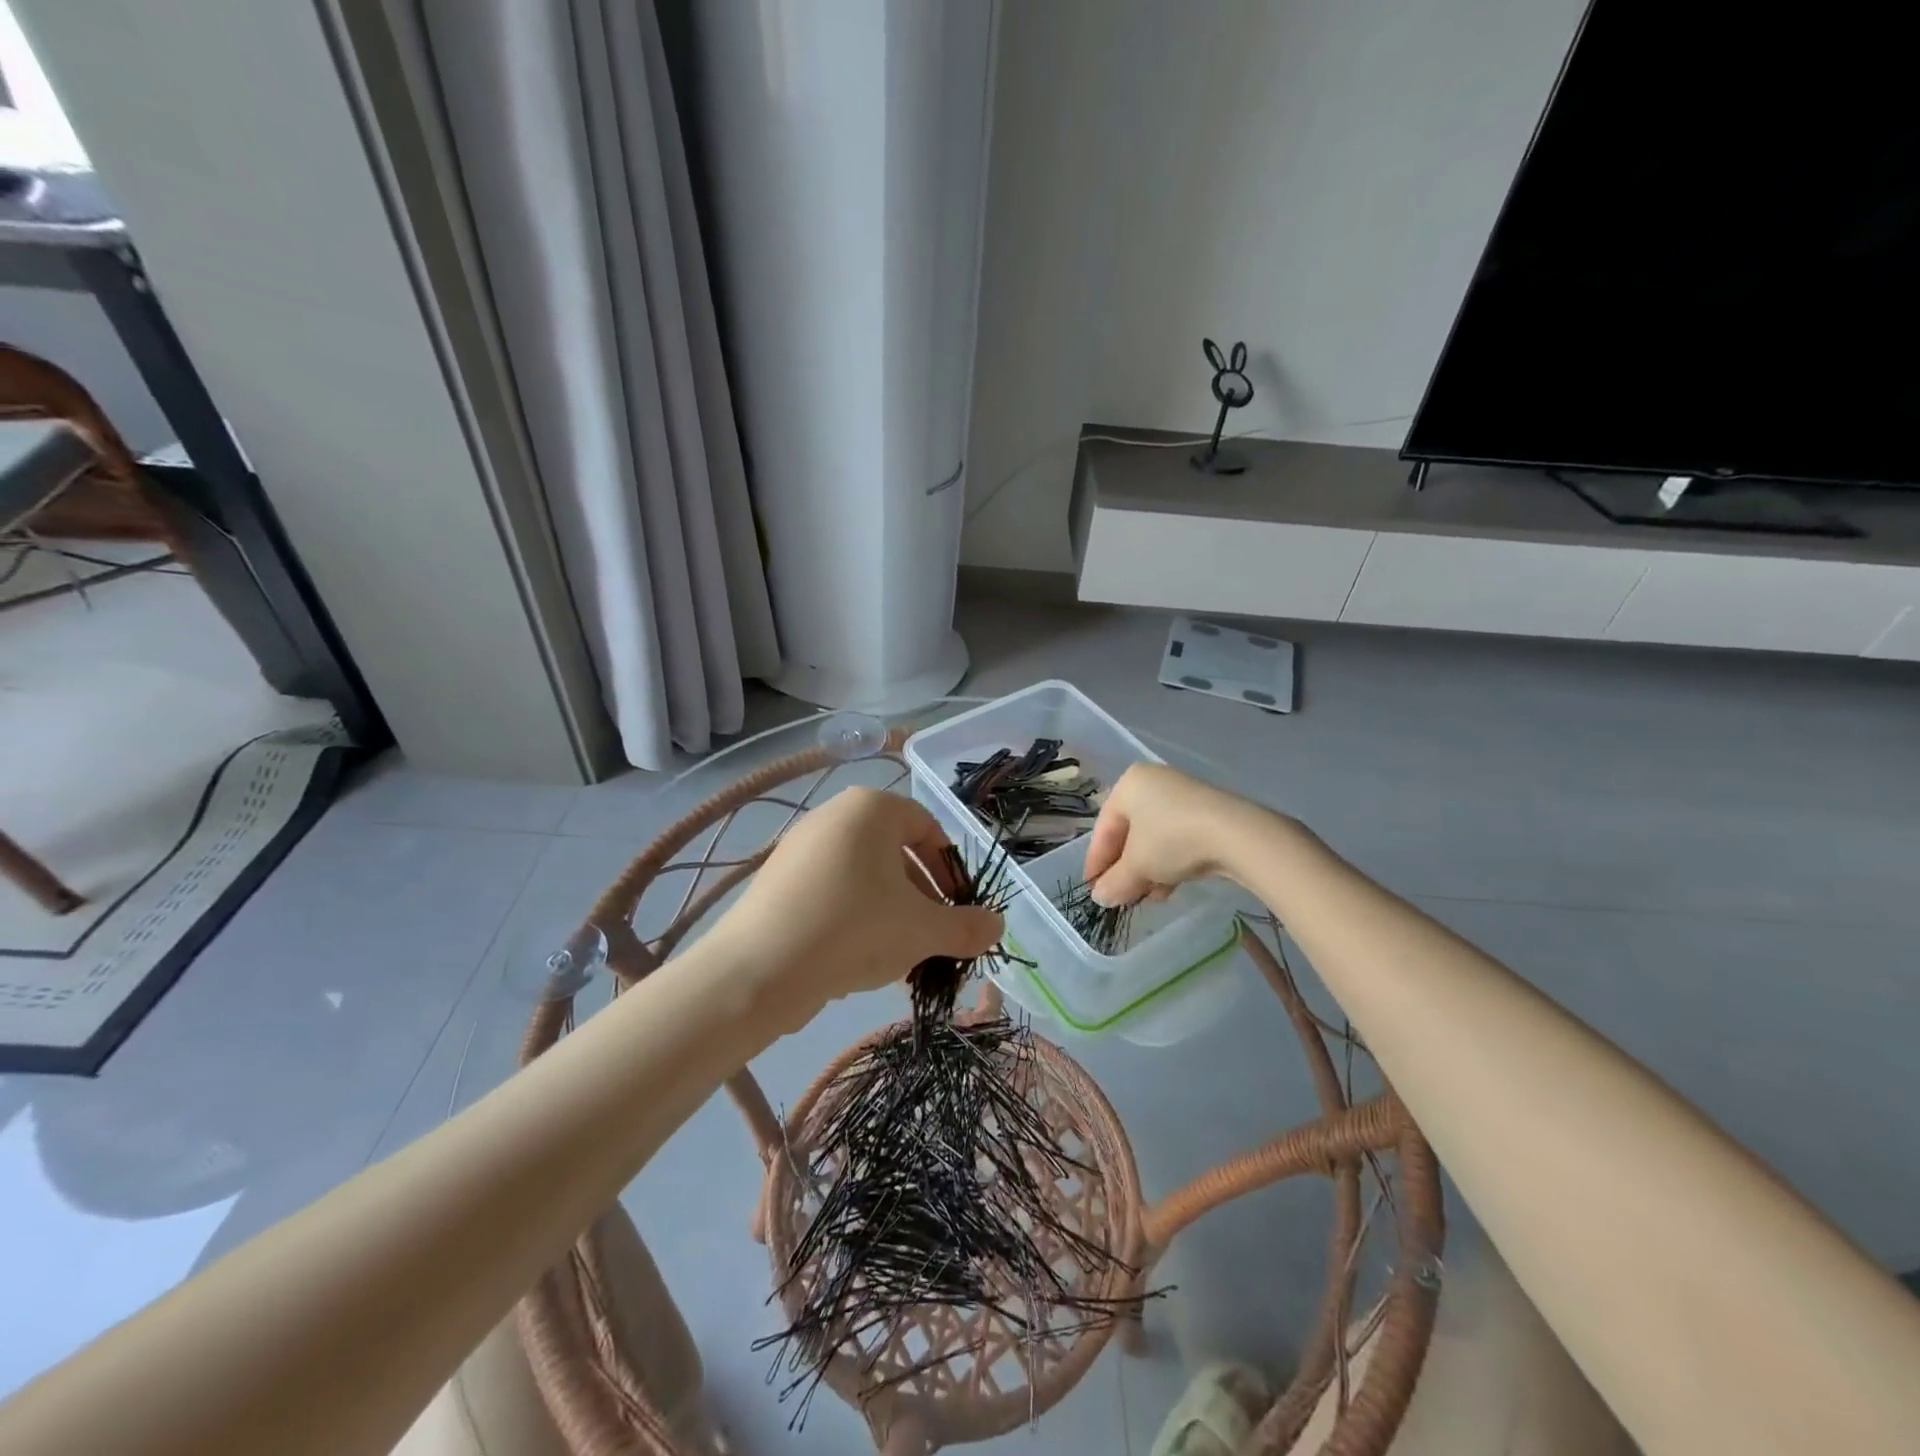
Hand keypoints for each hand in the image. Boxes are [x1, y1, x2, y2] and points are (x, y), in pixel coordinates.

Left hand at [703, 787, 1003, 1030]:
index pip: (928, 829)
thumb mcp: (923, 930)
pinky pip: (832, 891)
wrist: (757, 971)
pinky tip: (858, 959)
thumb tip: (998, 925)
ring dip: (891, 912)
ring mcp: (800, 847)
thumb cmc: (854, 929)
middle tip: (933, 937)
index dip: (951, 871)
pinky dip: (855, 918)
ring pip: (864, 877)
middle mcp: (834, 815)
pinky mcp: (777, 881)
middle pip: (896, 854)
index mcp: (871, 808)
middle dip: (922, 898)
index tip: (959, 910)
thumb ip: (966, 927)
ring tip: (900, 956)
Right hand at [1083, 763, 1273, 906]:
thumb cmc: (1172, 840)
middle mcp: (1154, 783)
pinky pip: (1178, 839)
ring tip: (1147, 898)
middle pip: (1130, 833)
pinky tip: (1169, 889)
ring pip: (1155, 839)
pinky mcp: (1208, 813)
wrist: (1237, 835)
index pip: (1104, 828)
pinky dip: (1169, 864)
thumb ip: (1114, 882)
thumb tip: (1099, 898)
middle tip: (1120, 896)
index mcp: (1129, 784)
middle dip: (1124, 869)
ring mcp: (1183, 796)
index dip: (1096, 862)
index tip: (1093, 889)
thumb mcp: (1137, 866)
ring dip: (1147, 871)